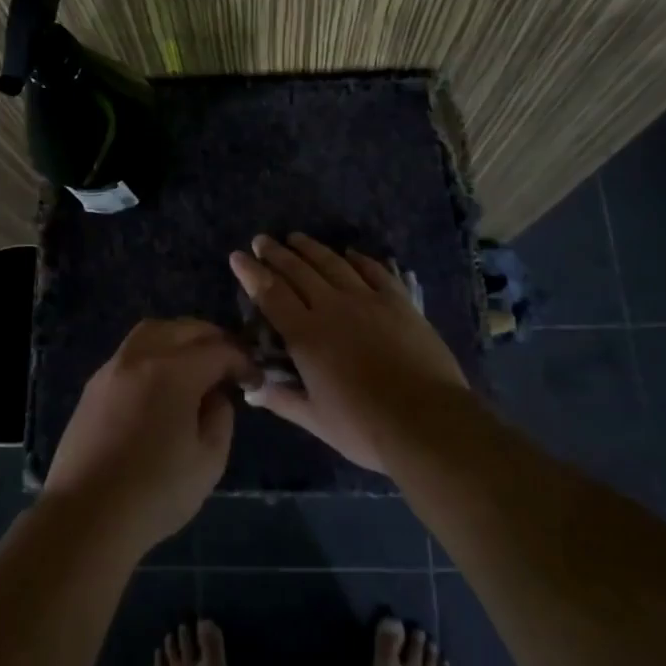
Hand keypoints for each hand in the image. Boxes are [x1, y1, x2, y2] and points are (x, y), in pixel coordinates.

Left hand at [43, 318, 246, 555]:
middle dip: (213, 340)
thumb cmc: (155, 492)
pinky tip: (161, 381)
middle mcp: (142, 356)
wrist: (85, 515)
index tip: (254, 379)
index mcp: (174, 372)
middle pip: (185, 328)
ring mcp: (113, 367)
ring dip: (180, 338)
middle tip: (229, 364)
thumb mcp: (209, 461)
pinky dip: (154, 352)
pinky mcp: (94, 384)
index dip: (242, 361)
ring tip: (195, 364)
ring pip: (153, 331)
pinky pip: (131, 351)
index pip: (219, 350)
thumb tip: (216, 396)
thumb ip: (221, 418)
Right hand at [229, 233, 468, 473]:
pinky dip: (358, 258)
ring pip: (332, 264)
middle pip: (298, 271)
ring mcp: (368, 300)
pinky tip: (349, 252)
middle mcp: (332, 307)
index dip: (251, 274)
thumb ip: (281, 399)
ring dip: (311, 248)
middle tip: (261, 240)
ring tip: (296, 238)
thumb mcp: (315, 420)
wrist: (427, 421)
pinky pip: (374, 270)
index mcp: (306, 335)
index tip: (237, 256)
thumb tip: (250, 388)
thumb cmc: (364, 427)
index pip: (270, 294)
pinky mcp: (398, 302)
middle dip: (276, 253)